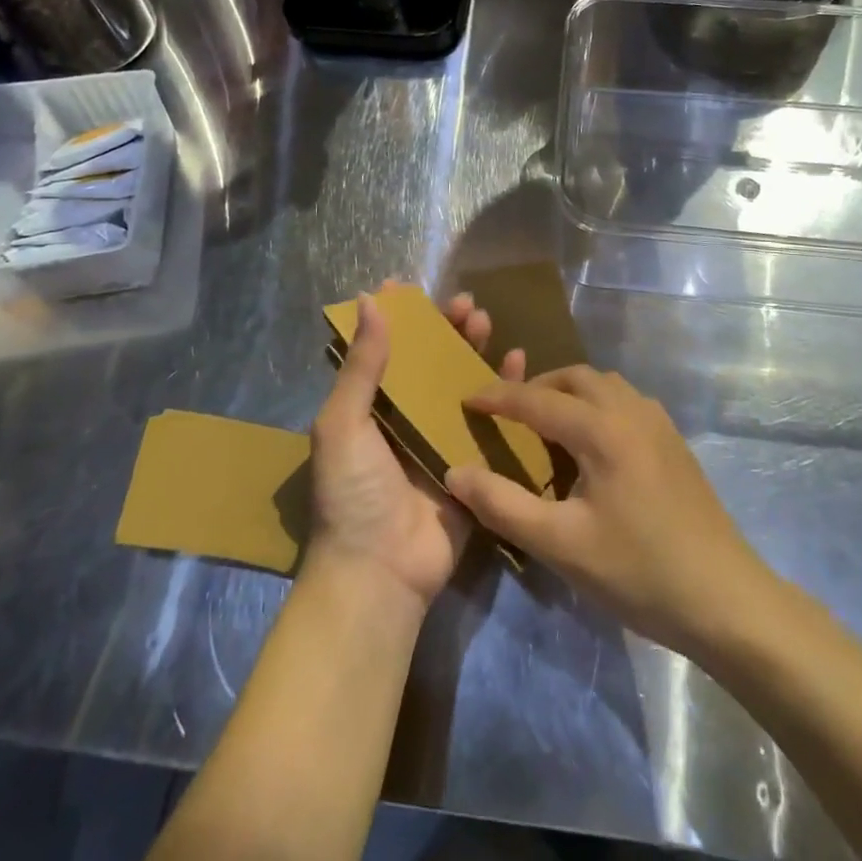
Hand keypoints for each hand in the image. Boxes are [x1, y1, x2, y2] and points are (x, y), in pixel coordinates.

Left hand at [306, 286, 524, 613]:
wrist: (381, 573)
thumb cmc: (353, 493)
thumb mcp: (343, 424)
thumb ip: (361, 366)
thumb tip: (369, 301)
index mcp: (370, 408)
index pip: (385, 350)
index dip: (398, 319)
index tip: (412, 287)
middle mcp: (405, 418)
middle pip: (429, 362)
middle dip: (445, 329)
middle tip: (465, 304)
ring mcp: (441, 440)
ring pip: (462, 383)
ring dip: (474, 350)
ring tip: (486, 321)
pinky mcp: (473, 463)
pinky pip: (492, 420)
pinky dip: (506, 389)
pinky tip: (518, 361)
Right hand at [444, 366, 773, 656]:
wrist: (726, 599)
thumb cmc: (639, 571)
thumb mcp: (561, 545)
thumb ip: (503, 505)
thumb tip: (456, 472)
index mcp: (602, 429)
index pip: (537, 400)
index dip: (498, 397)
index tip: (466, 400)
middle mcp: (630, 410)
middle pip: (573, 378)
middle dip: (535, 387)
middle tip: (507, 414)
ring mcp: (658, 422)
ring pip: (603, 385)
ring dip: (568, 393)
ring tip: (545, 425)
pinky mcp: (673, 441)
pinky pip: (623, 401)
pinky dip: (595, 405)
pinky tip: (590, 445)